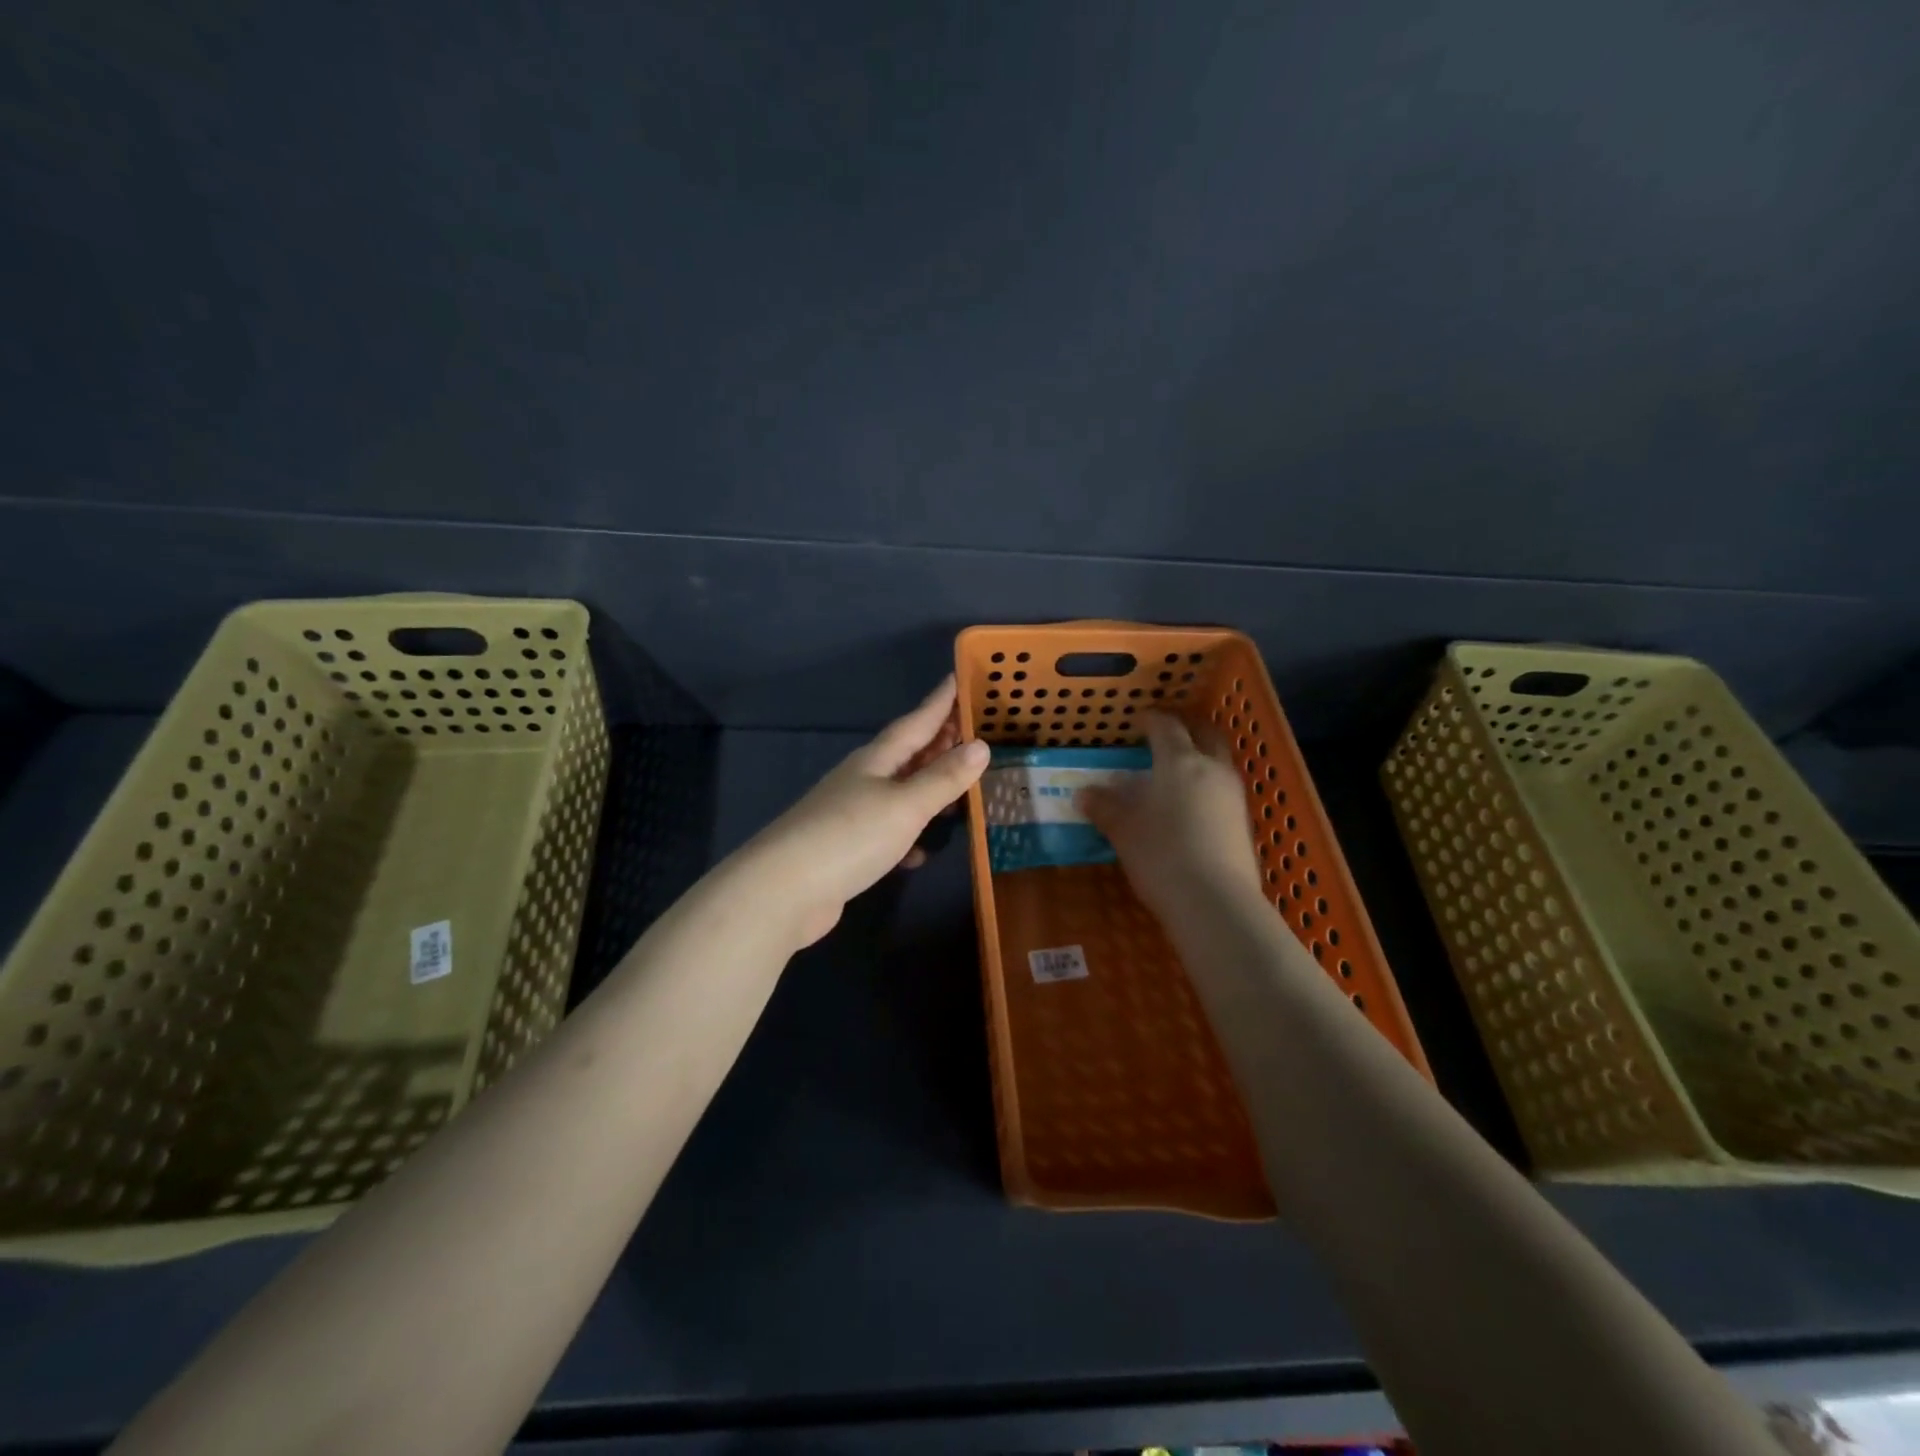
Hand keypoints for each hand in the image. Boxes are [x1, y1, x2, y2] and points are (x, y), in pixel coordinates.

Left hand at [746, 676, 988, 948]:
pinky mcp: (846, 848)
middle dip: (939, 743)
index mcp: (876, 760)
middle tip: (973, 733)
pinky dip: (907, 838)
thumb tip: (980, 746)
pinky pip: (886, 832)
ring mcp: (850, 814)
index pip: (916, 721)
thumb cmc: (850, 836)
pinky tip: (920, 854)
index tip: (958, 677)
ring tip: (959, 792)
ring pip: (899, 793)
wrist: (784, 891)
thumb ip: (943, 778)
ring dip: (927, 790)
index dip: (940, 702)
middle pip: (907, 754)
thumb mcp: (905, 805)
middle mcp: (862, 779)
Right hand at [1079, 712, 1264, 926]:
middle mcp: (1212, 770)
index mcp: (1180, 762)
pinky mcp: (1243, 824)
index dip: (1152, 720)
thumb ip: (1104, 807)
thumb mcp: (1123, 830)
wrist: (1215, 902)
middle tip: (1167, 734)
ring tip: (1176, 773)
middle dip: (1187, 729)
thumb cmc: (1161, 854)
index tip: (1139, 720)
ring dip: (1200, 759)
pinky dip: (1206, 788)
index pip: (1166, 727)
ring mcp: (1233, 797)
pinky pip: (1223, 791)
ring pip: (1218, 763)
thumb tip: (1084, 793)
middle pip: (1205, 735)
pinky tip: (1190, 807)